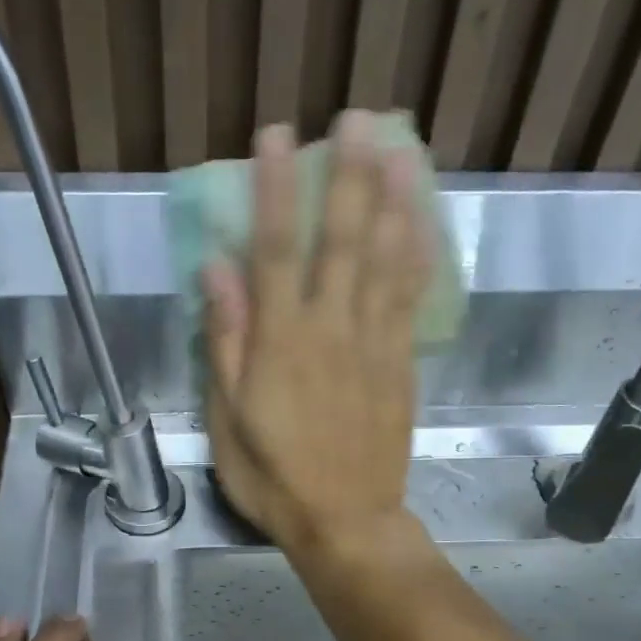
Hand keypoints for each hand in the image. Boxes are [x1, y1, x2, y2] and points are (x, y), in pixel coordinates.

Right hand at [201, 110, 432, 556]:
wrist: (345, 522)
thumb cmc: (273, 477)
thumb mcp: (227, 419)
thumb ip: (225, 342)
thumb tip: (216, 271)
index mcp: (279, 345)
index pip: (273, 252)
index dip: (274, 190)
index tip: (275, 138)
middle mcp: (330, 330)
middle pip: (340, 241)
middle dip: (347, 176)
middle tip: (357, 118)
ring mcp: (373, 344)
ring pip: (385, 261)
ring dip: (393, 200)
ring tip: (401, 147)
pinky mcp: (401, 362)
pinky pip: (411, 299)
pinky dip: (418, 255)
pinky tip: (423, 220)